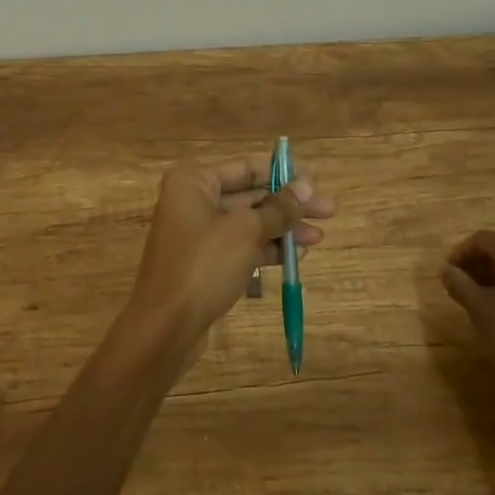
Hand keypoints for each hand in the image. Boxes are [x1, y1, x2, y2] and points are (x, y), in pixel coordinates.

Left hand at [125, 157, 333, 348]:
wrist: (165, 327)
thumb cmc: (204, 265)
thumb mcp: (246, 231)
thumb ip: (278, 208)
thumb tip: (306, 186)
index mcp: (194, 181)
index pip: (246, 168)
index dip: (282, 174)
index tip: (315, 182)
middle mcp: (192, 201)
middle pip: (249, 196)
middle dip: (288, 204)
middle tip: (329, 210)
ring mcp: (197, 234)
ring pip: (247, 224)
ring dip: (282, 229)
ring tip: (319, 236)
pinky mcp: (203, 263)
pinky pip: (240, 247)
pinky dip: (266, 249)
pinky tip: (295, 256)